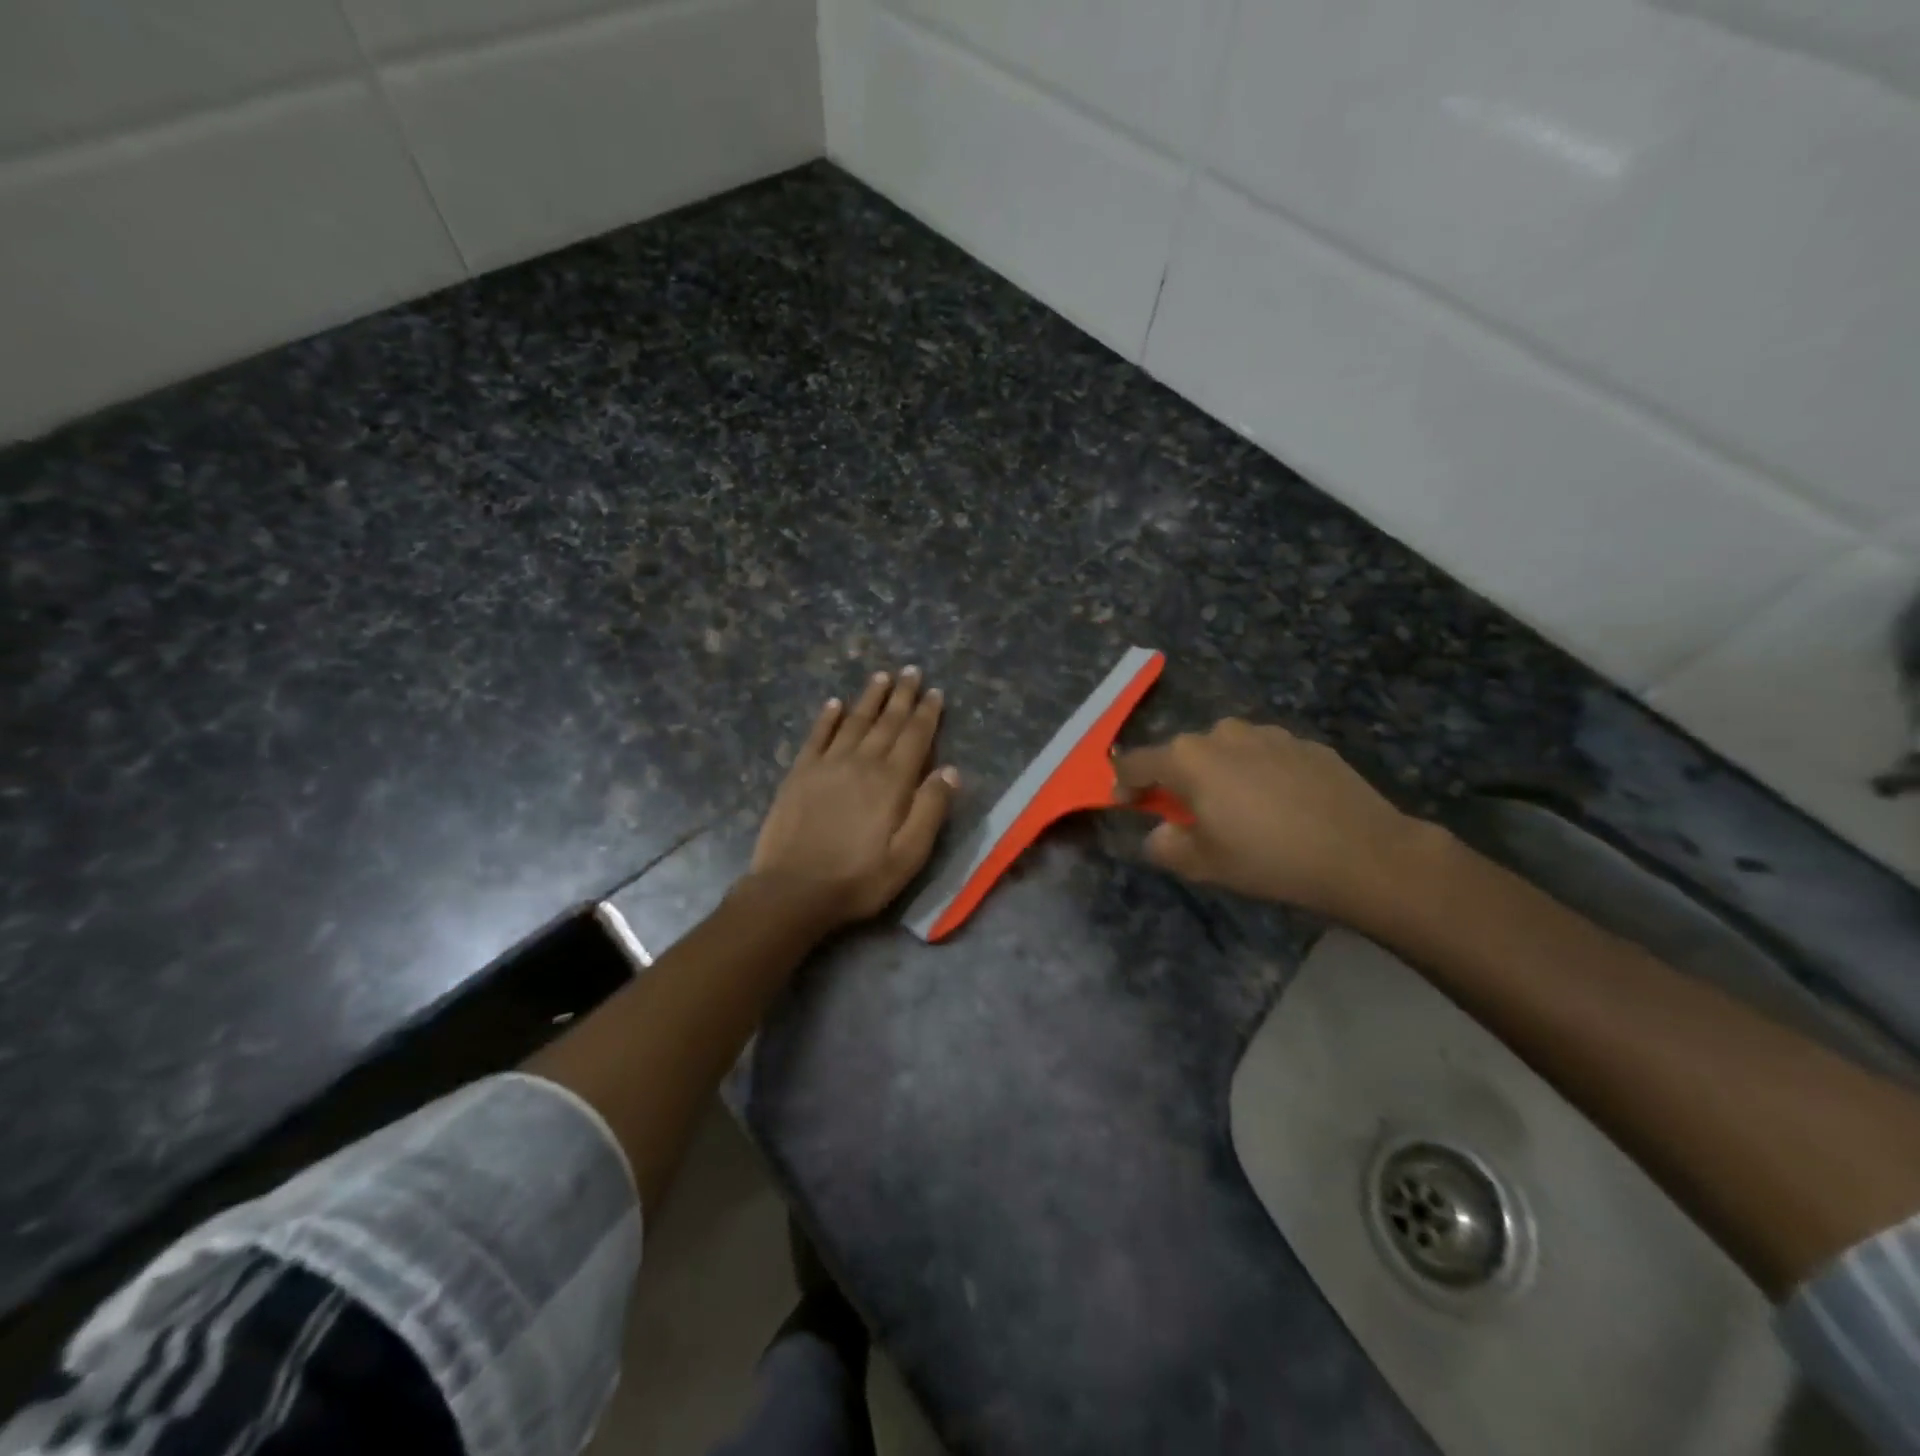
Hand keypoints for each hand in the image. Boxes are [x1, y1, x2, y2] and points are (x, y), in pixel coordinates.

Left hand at [748, 666, 960, 929]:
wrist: (793, 890)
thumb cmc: (859, 879)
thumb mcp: (908, 856)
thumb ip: (930, 810)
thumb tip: (950, 770)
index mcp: (892, 782)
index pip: (915, 737)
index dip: (927, 713)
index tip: (935, 691)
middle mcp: (862, 763)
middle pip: (886, 721)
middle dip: (901, 695)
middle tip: (911, 670)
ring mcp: (827, 765)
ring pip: (854, 721)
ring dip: (869, 697)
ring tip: (881, 676)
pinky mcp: (800, 773)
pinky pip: (817, 736)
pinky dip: (828, 717)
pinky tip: (834, 703)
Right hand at [1113, 719, 1441, 924]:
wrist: (1362, 852)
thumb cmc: (1268, 858)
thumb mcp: (1203, 864)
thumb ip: (1165, 845)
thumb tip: (1160, 833)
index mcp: (1188, 758)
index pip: (1136, 763)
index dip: (1123, 784)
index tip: (1127, 804)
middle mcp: (1222, 733)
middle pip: (1183, 754)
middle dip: (1177, 781)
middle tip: (1191, 817)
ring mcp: (1268, 734)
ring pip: (1226, 751)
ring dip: (1220, 775)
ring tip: (1241, 812)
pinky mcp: (1305, 743)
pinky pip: (1265, 756)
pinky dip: (1260, 774)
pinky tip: (1282, 807)